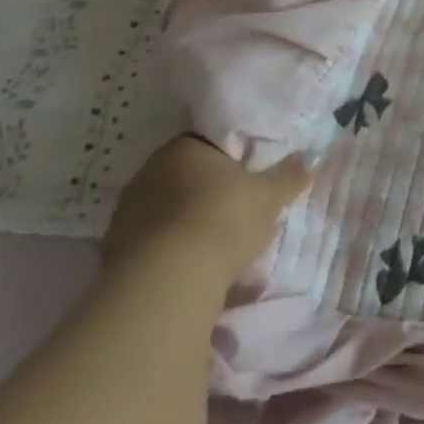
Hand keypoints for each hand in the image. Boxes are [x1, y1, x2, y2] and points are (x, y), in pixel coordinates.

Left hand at [103, 135, 310, 274]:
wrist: (169, 279)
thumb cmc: (224, 219)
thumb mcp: (270, 196)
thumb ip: (289, 175)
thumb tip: (311, 157)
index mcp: (183, 148)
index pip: (207, 145)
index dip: (229, 161)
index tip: (246, 180)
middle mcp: (148, 172)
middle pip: (184, 178)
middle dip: (206, 194)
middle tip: (235, 214)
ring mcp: (126, 213)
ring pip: (165, 213)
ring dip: (185, 225)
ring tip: (213, 249)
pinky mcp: (112, 252)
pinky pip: (150, 245)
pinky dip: (168, 254)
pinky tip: (189, 271)